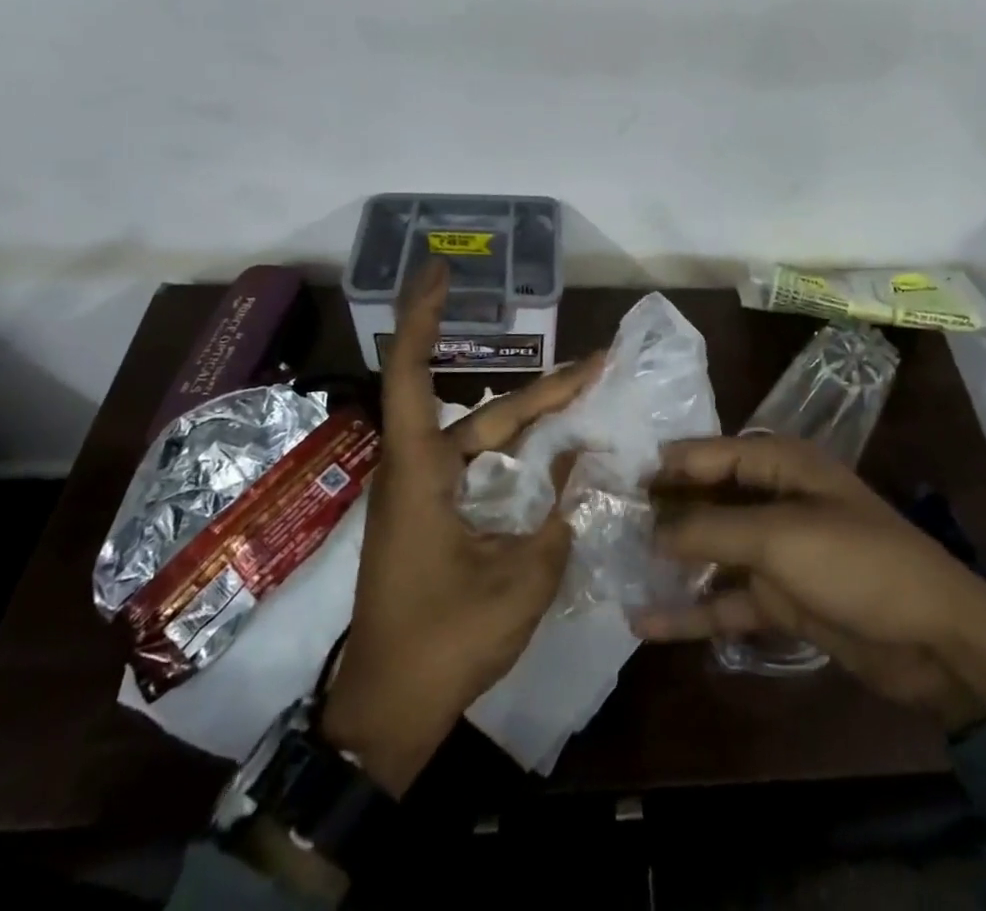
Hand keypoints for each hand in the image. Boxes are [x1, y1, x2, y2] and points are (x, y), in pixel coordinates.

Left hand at [320, 260, 600, 794]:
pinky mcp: (434, 520)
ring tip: (587, 396)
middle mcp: (418, 471)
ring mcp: (425, 497)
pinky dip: (518, 454)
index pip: (410, 373)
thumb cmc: (444, 642)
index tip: (441, 271)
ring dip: (533, 419)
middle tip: (598, 364)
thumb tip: (589, 464)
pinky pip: (481, 468)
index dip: (423, 316)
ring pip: (485, 439)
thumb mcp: (520, 581)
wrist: (387, 715)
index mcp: (420, 472)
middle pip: (482, 411)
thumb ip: (560, 517)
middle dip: (543, 388)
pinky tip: (555, 454)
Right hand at [634, 435, 985, 733]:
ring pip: (712, 552)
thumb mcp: (780, 537)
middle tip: (604, 522)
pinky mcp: (781, 599)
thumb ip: (712, 528)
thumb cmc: (857, 563)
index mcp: (783, 465)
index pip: (713, 453)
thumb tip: (652, 528)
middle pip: (708, 500)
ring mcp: (777, 552)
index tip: (617, 475)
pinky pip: (726, 600)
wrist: (934, 640)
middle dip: (662, 512)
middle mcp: (775, 500)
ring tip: (614, 568)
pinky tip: (646, 622)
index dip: (668, 464)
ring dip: (671, 562)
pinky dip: (692, 610)